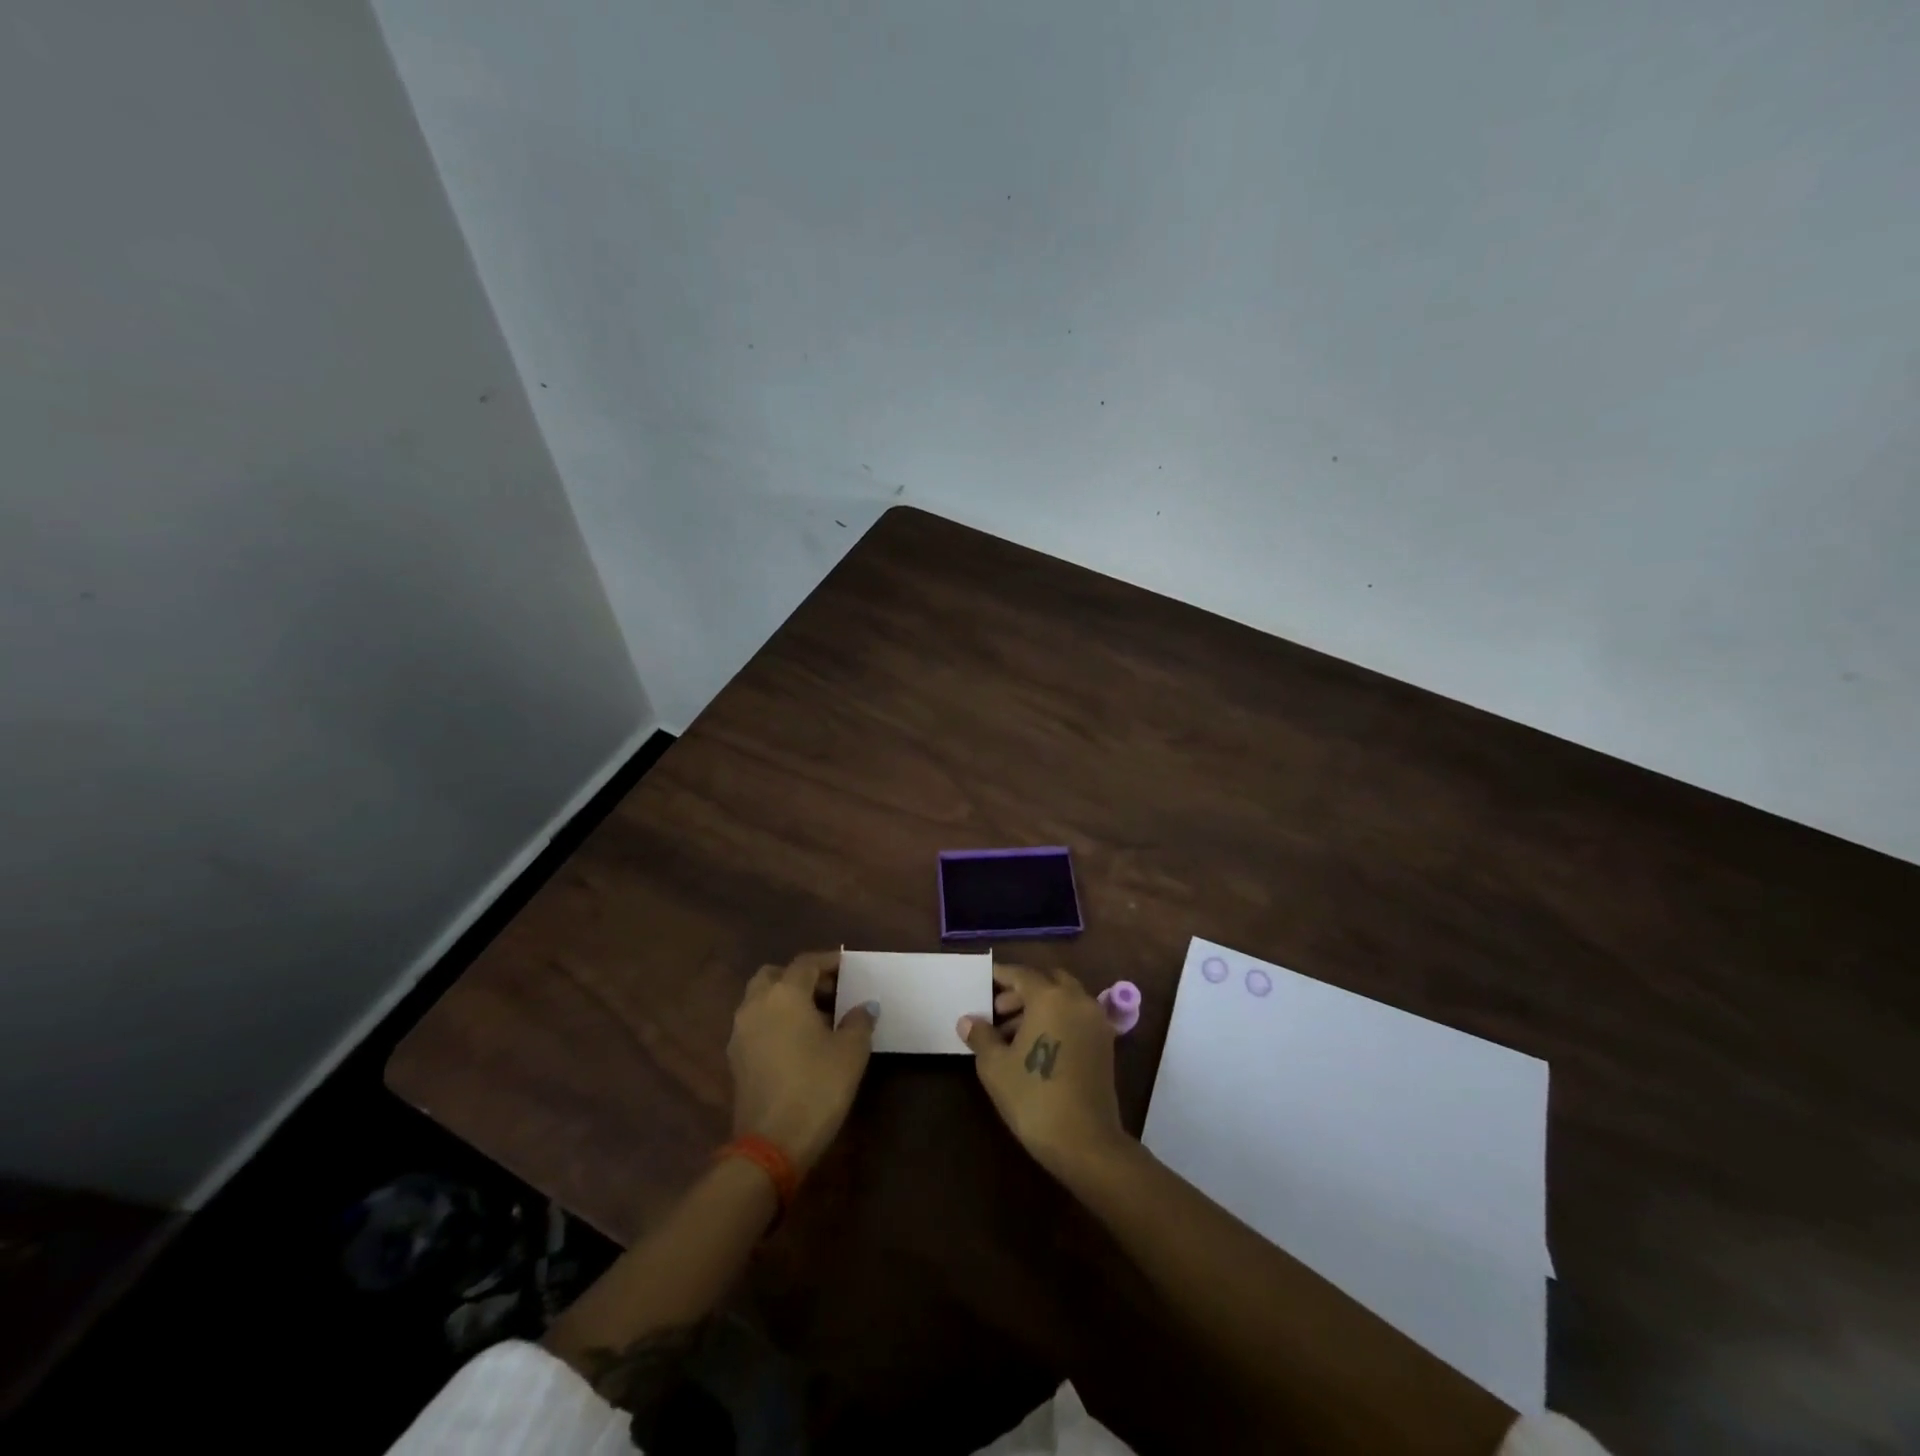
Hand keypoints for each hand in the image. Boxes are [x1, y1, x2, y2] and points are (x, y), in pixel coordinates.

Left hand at [728, 950, 876, 1172]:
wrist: (771, 1145)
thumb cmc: (816, 1087)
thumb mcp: (851, 1052)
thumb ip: (859, 1021)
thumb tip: (864, 1006)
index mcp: (784, 994)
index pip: (806, 963)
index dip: (829, 961)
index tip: (848, 966)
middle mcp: (756, 1005)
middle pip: (775, 975)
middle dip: (800, 977)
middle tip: (828, 991)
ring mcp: (741, 1033)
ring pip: (761, 1000)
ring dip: (785, 1000)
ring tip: (816, 1018)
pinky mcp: (736, 1059)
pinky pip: (756, 1024)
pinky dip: (775, 1021)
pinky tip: (798, 1042)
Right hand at [958, 963, 1125, 1178]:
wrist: (1085, 1142)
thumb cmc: (1034, 1097)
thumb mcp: (995, 1066)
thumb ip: (981, 1036)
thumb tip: (968, 1020)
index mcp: (1050, 997)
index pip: (1021, 975)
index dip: (1001, 976)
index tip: (984, 980)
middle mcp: (1077, 1000)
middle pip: (1047, 982)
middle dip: (1022, 991)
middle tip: (998, 1011)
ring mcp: (1096, 1021)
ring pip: (1064, 999)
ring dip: (1040, 1006)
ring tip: (1012, 1034)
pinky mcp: (1105, 1043)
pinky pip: (1076, 1017)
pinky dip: (1058, 1020)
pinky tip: (1037, 1046)